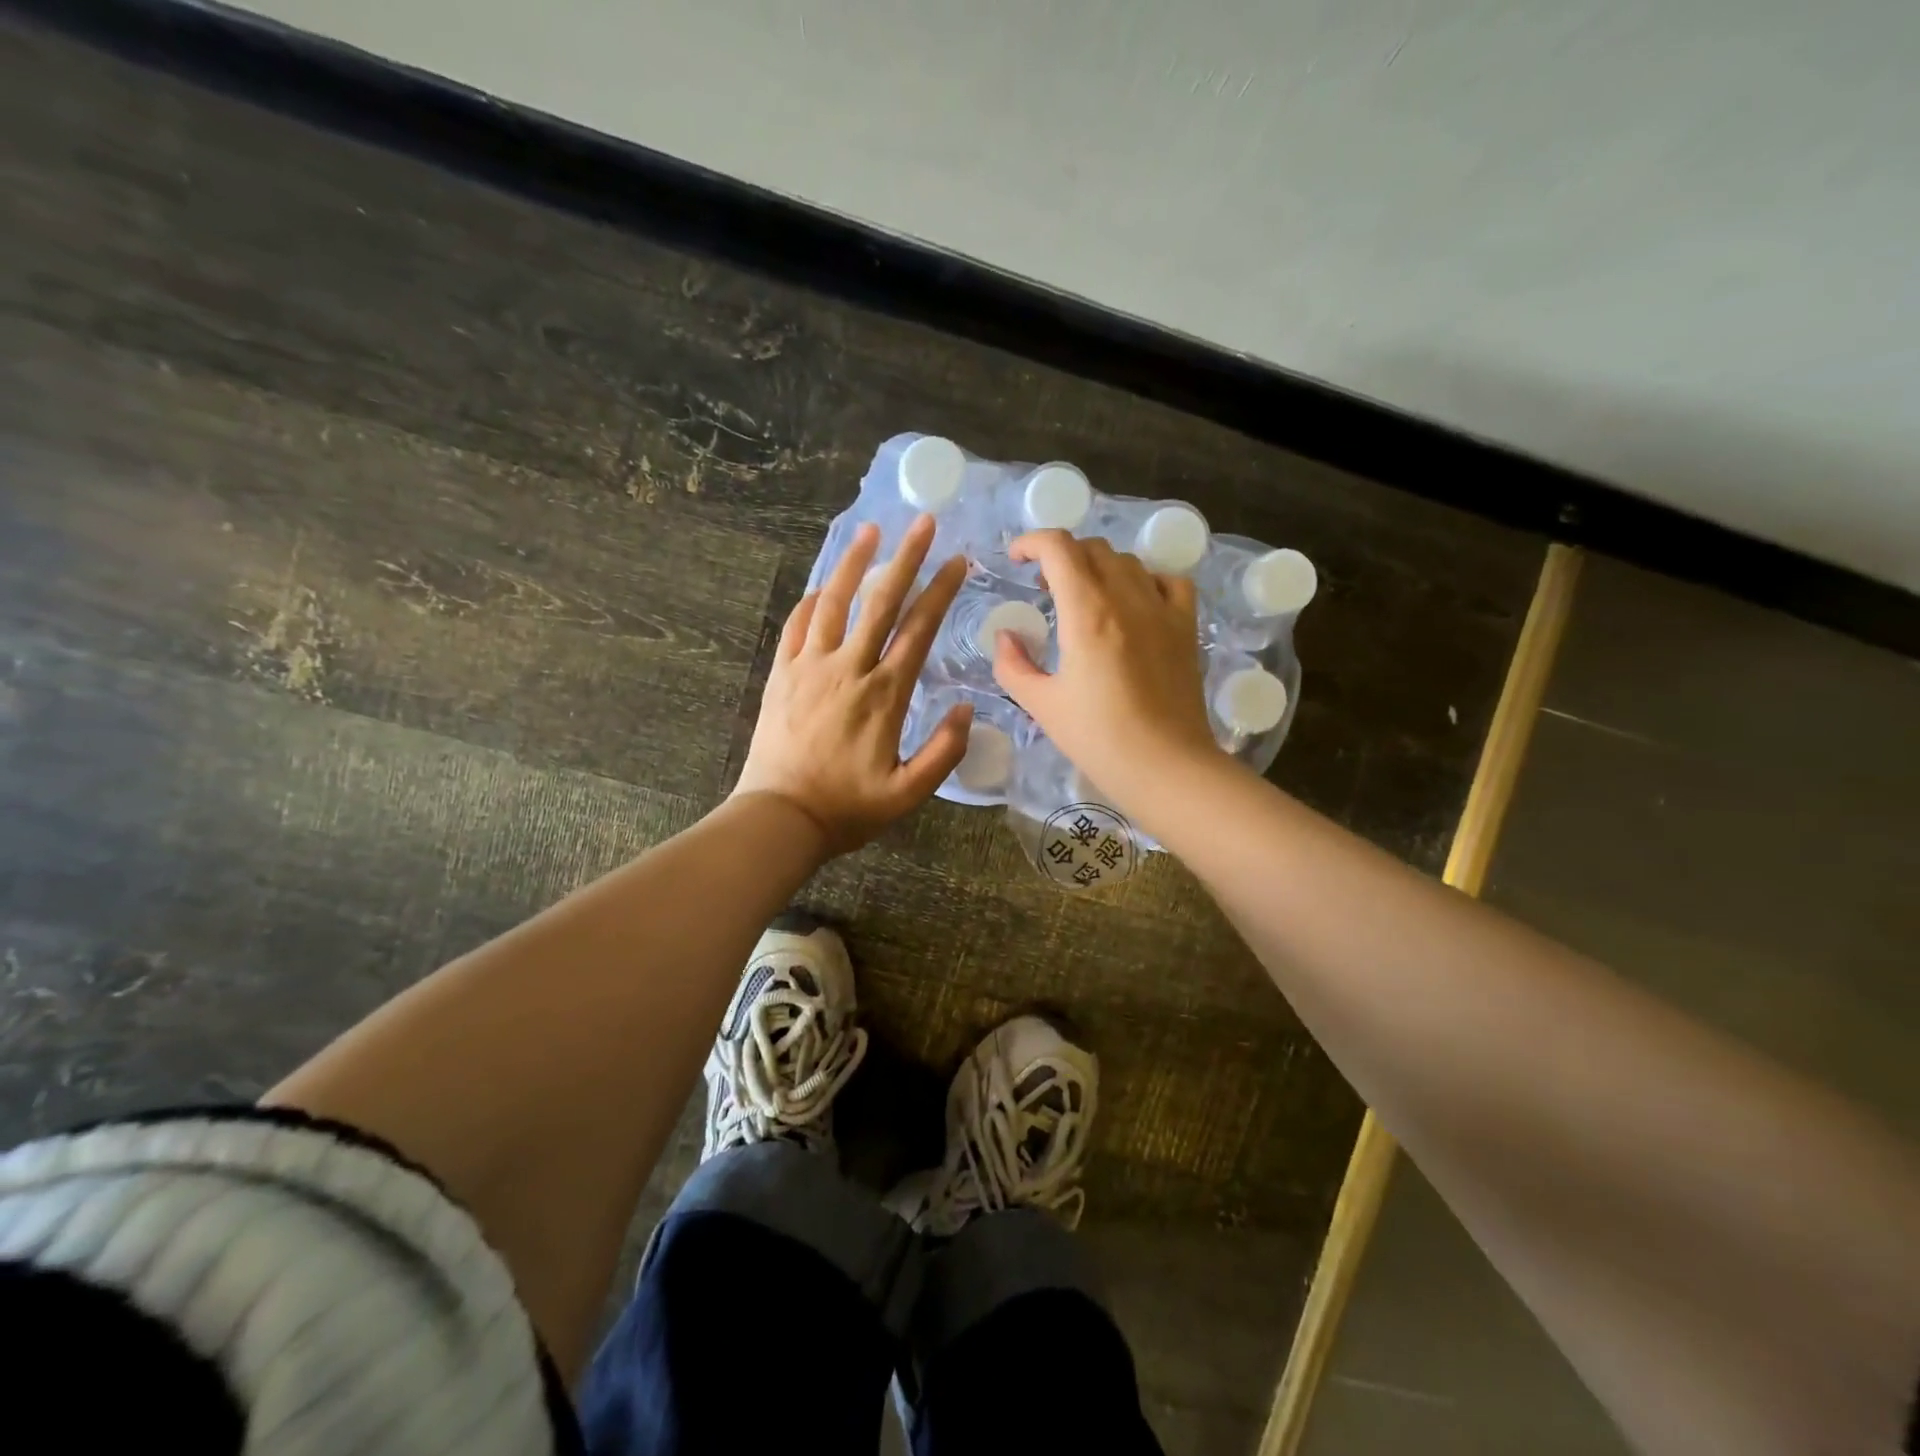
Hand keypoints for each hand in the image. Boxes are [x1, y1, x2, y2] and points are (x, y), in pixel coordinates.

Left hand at [733, 515, 971, 855]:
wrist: (779, 818)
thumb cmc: (847, 808)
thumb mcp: (908, 793)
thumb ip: (944, 752)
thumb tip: (966, 708)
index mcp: (884, 694)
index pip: (919, 630)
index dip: (941, 591)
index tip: (958, 561)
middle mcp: (848, 669)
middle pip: (881, 602)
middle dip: (906, 558)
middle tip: (922, 522)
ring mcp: (809, 667)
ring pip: (833, 603)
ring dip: (853, 564)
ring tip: (869, 531)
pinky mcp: (781, 675)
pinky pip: (796, 627)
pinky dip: (810, 602)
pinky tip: (820, 588)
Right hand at [993, 530, 1219, 807]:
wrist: (1165, 766)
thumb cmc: (1098, 739)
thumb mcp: (1041, 705)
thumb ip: (1013, 665)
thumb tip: (1006, 636)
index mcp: (1087, 613)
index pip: (1059, 548)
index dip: (1032, 542)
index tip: (1016, 558)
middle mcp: (1127, 598)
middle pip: (1092, 549)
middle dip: (1061, 556)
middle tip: (1043, 586)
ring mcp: (1162, 610)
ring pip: (1128, 561)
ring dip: (1098, 566)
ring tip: (1084, 595)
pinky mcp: (1186, 628)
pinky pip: (1169, 581)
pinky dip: (1145, 579)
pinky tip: (1134, 602)